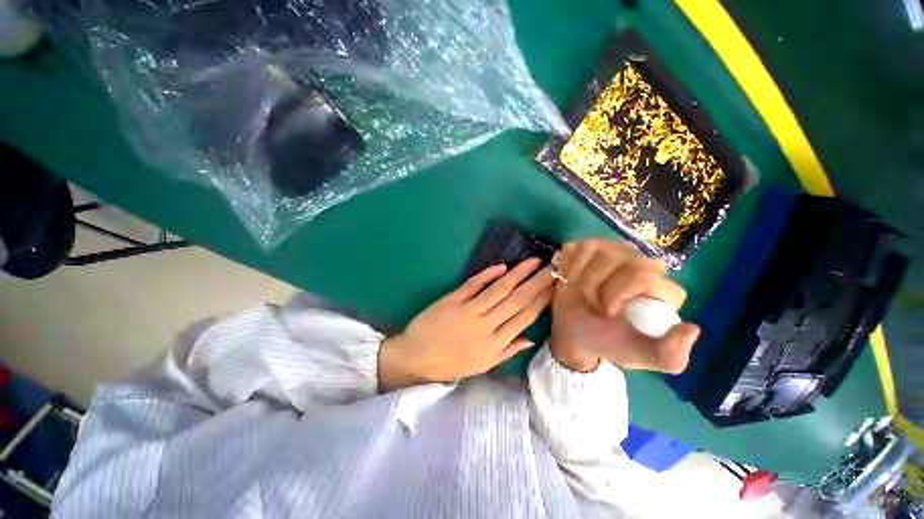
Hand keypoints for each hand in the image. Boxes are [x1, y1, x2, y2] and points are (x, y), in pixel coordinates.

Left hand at [379, 259, 553, 391]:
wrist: (415, 359)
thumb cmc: (449, 364)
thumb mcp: (482, 366)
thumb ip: (507, 351)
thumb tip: (532, 338)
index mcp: (494, 346)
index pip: (525, 318)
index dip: (542, 301)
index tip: (555, 286)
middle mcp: (485, 327)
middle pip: (517, 301)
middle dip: (538, 283)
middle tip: (554, 267)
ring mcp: (468, 312)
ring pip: (499, 290)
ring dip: (518, 274)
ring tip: (534, 261)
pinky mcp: (451, 300)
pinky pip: (473, 285)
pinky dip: (487, 274)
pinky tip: (502, 266)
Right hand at [549, 239, 699, 373]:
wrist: (572, 330)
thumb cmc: (605, 341)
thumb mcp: (638, 356)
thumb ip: (669, 355)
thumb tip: (692, 329)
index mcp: (660, 290)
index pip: (646, 276)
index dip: (620, 292)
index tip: (607, 313)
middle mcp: (641, 264)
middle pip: (623, 259)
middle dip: (599, 285)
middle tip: (592, 303)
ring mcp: (612, 252)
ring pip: (596, 250)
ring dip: (580, 277)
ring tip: (581, 292)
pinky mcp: (588, 248)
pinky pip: (576, 247)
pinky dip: (567, 267)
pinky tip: (568, 280)